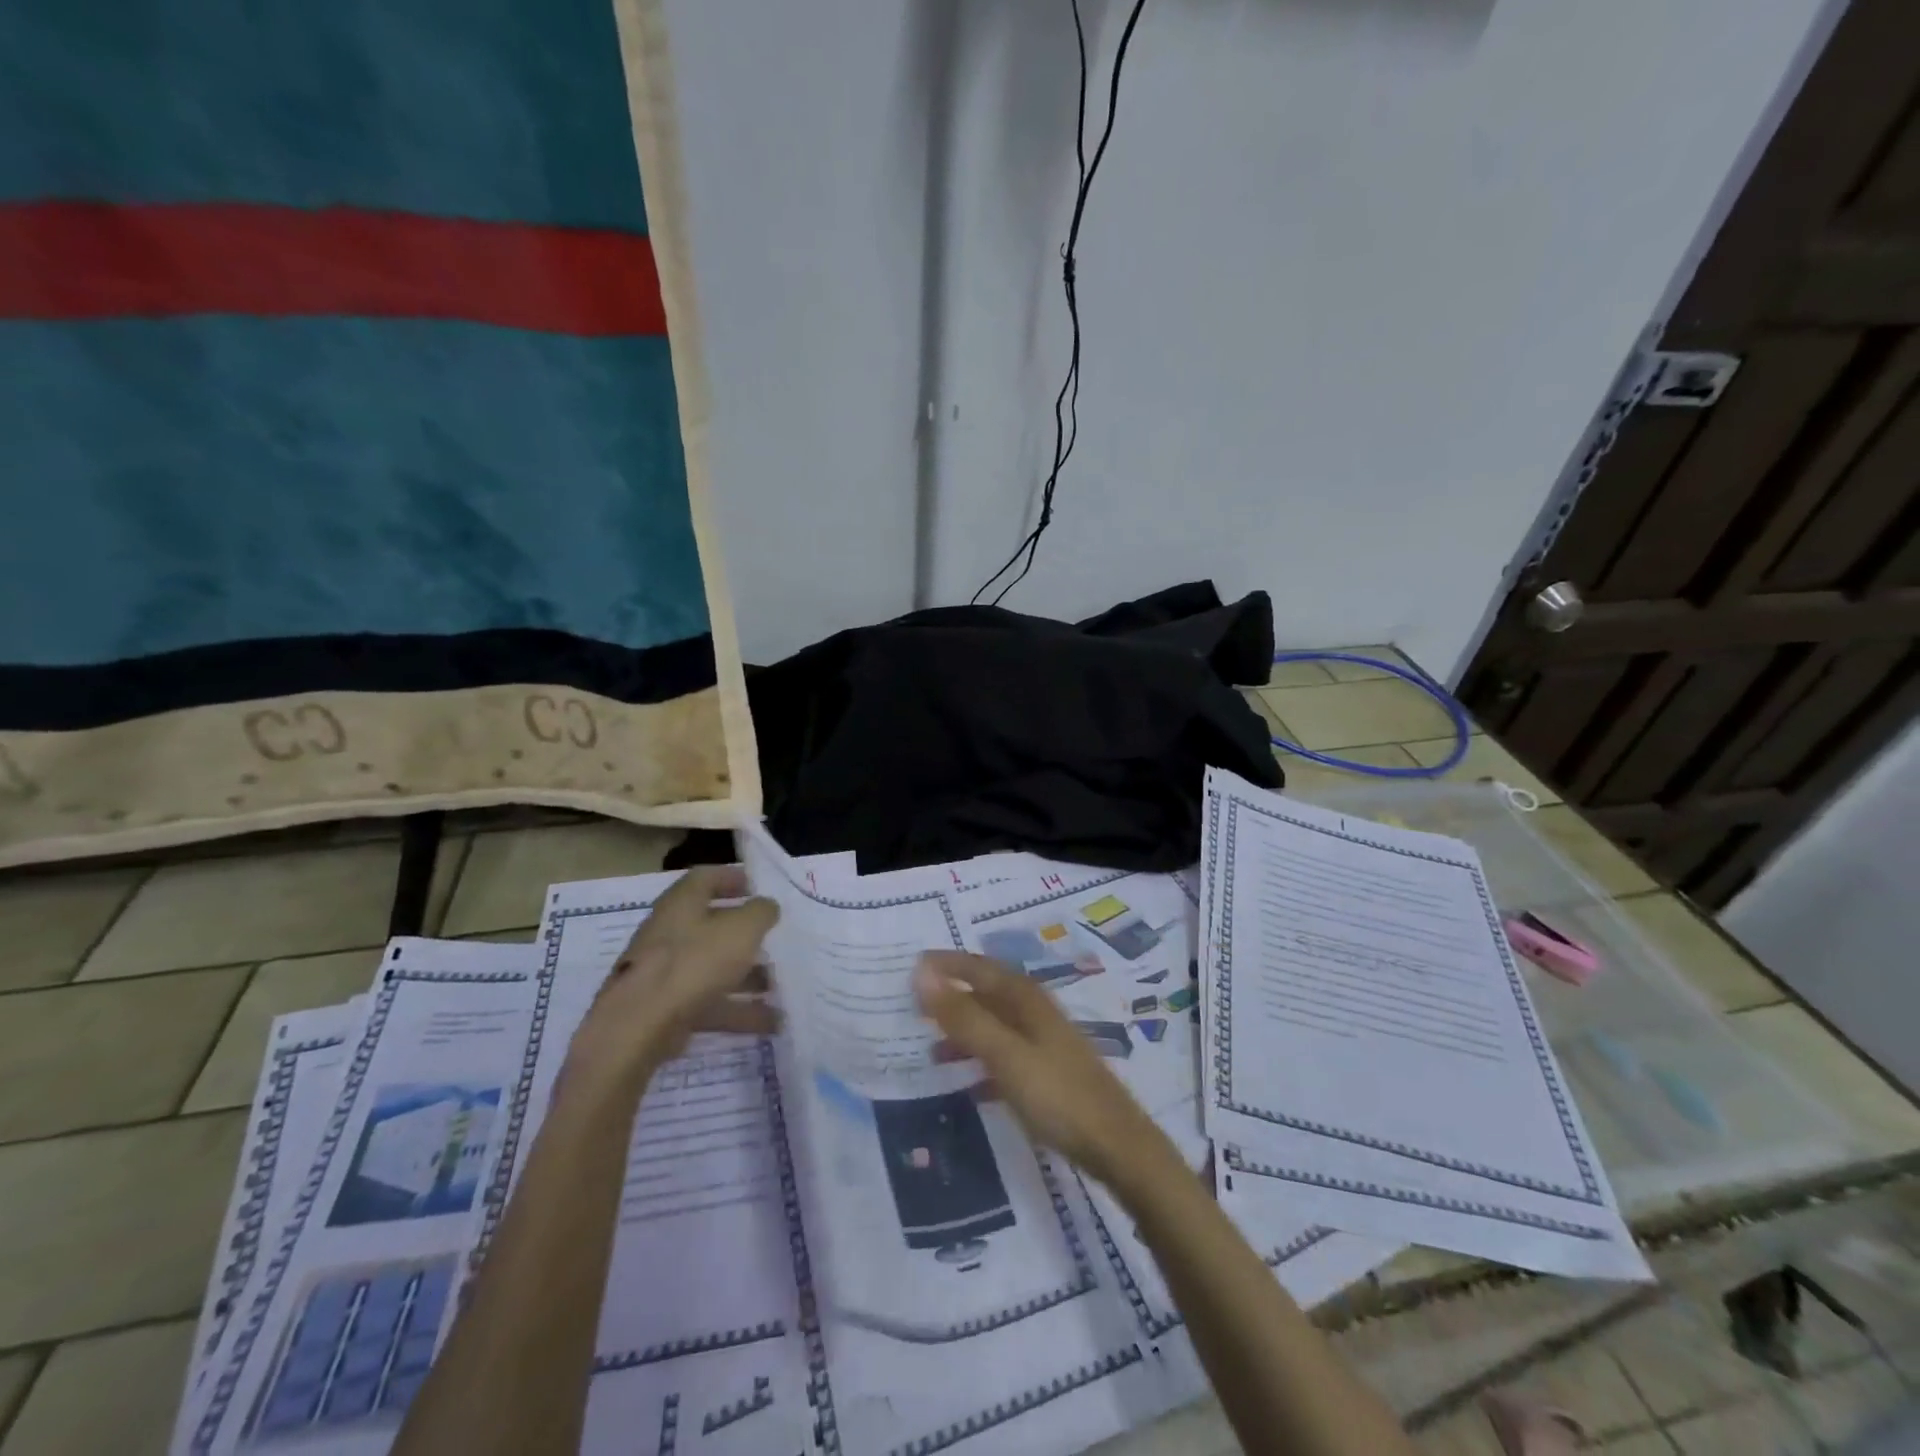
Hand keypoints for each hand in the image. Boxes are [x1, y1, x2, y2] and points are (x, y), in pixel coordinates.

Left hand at [562, 866, 779, 1101]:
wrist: (638, 1027)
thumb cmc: (694, 962)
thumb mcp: (741, 929)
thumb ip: (760, 912)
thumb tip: (766, 906)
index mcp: (682, 904)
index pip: (706, 878)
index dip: (732, 878)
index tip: (758, 888)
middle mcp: (669, 932)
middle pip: (711, 926)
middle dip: (745, 935)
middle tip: (774, 940)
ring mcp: (664, 972)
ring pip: (713, 968)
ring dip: (747, 977)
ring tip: (780, 988)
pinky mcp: (664, 1008)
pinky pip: (708, 1003)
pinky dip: (737, 1011)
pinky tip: (770, 1023)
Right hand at [914, 951, 1174, 1190]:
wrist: (1118, 1147)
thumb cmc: (1057, 1095)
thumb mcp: (1004, 1054)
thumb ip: (964, 1016)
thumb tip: (922, 973)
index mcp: (1026, 998)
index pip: (979, 967)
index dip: (947, 964)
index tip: (911, 965)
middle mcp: (1035, 1012)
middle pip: (987, 993)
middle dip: (952, 996)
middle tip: (913, 1006)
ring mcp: (1044, 1043)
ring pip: (994, 1026)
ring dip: (964, 1032)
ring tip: (931, 1050)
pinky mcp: (1048, 1073)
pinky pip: (1004, 1056)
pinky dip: (981, 1062)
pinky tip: (967, 1085)